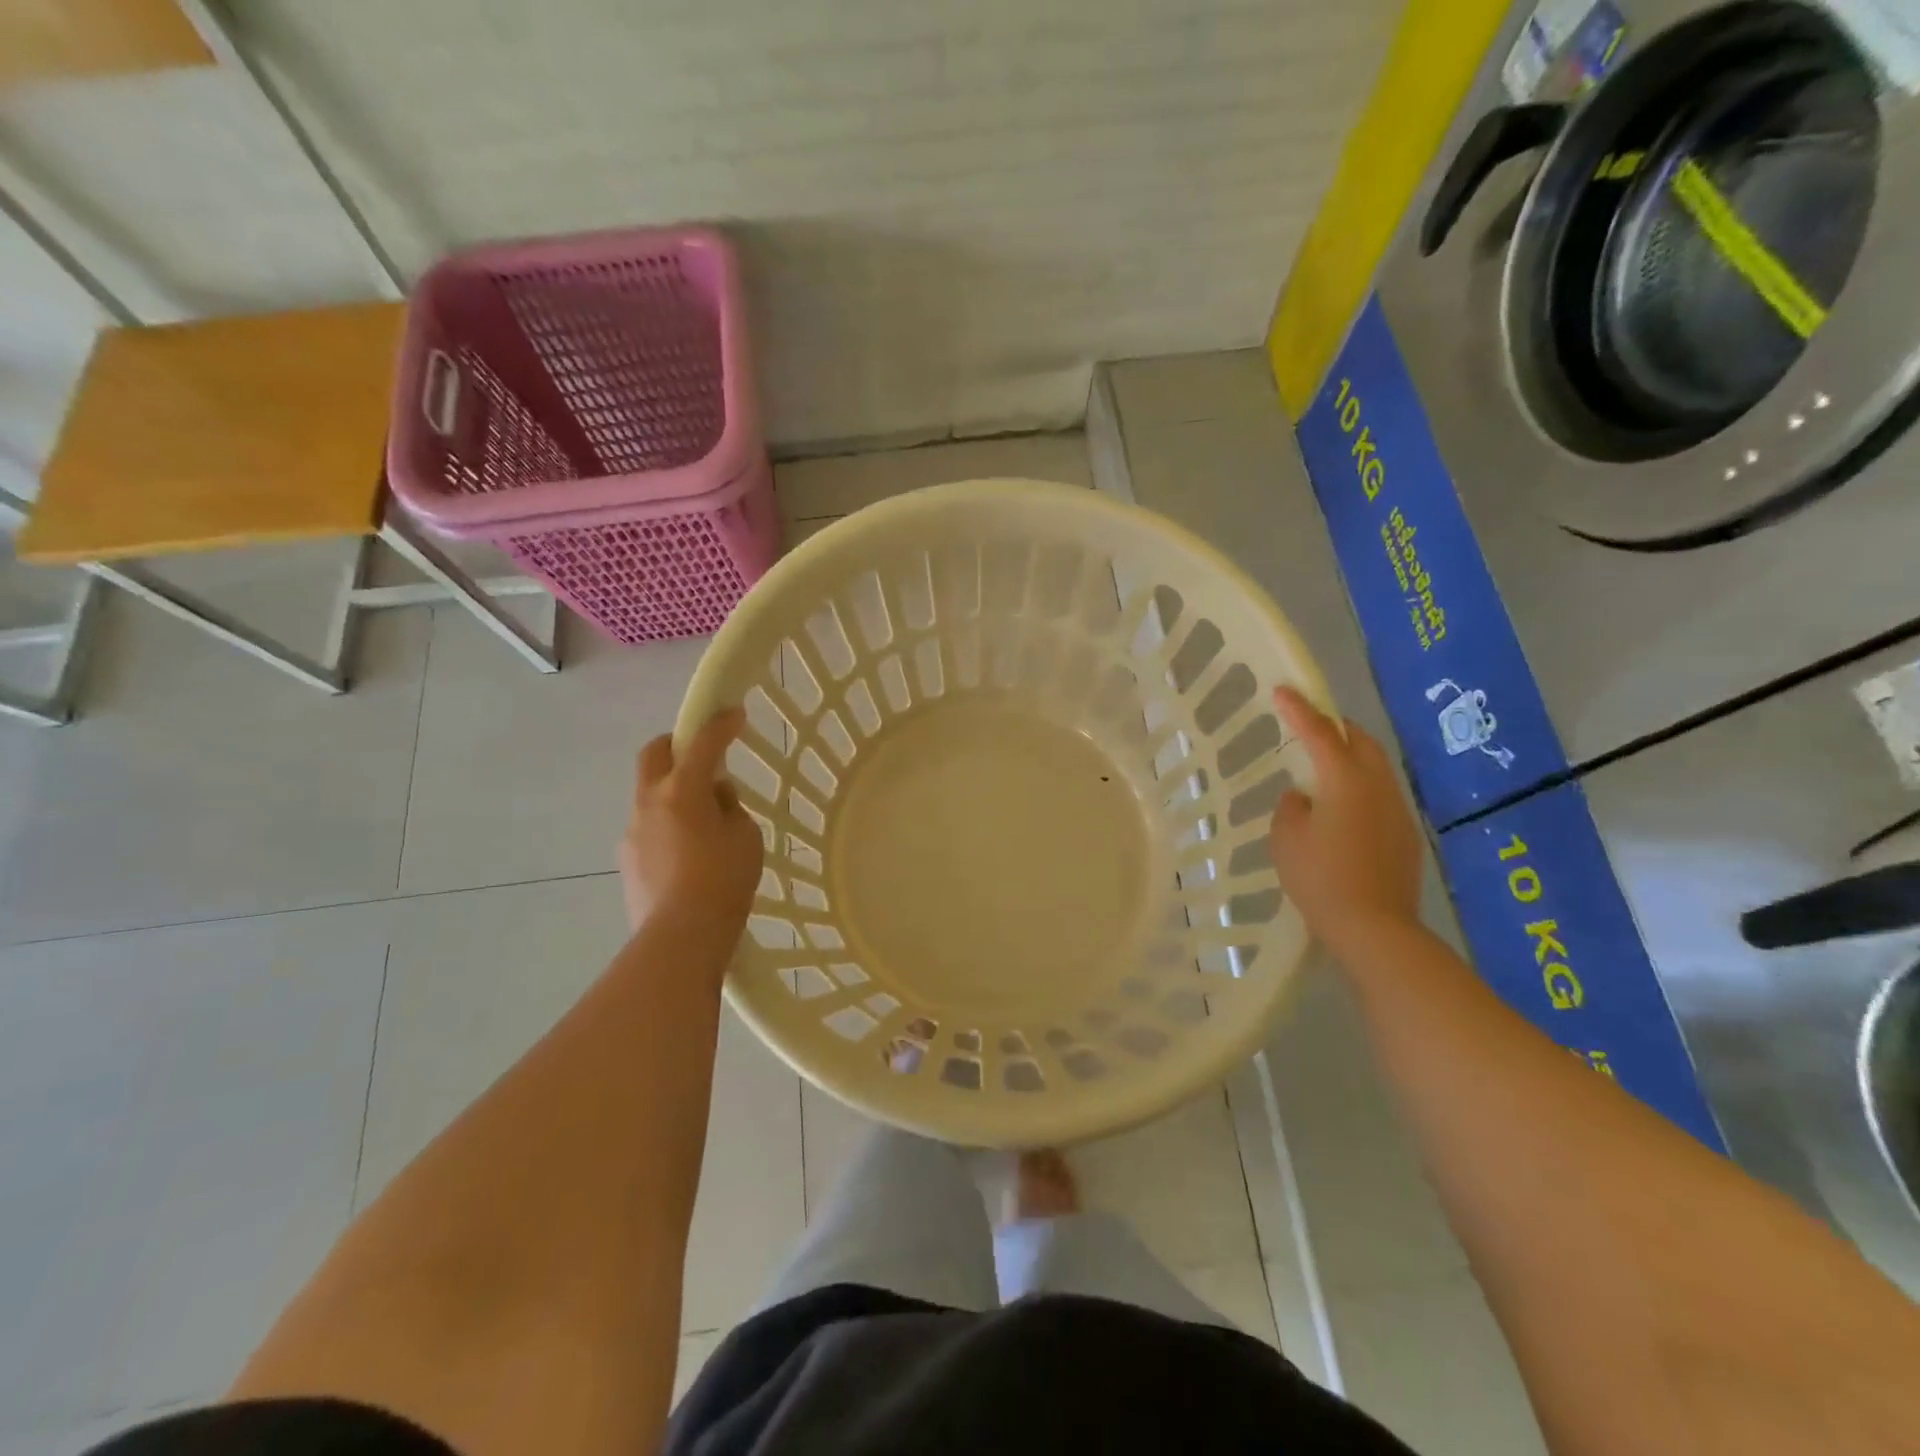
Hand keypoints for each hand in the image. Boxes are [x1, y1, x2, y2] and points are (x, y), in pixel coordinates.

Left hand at [620, 708, 765, 938]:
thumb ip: (730, 809)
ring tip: (705, 822)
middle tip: (703, 756)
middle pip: (655, 755)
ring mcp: (633, 831)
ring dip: (675, 792)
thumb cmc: (724, 881)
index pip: (703, 743)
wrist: (680, 938)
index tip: (735, 713)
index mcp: (682, 790)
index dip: (720, 724)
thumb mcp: (745, 837)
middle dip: (678, 745)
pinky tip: (689, 854)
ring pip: (651, 794)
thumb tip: (714, 801)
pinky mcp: (628, 860)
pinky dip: (669, 825)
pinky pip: (650, 827)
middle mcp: (650, 802)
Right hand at [1268, 687, 1423, 956]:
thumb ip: (1291, 807)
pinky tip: (1343, 810)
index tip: (1282, 690)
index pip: (1319, 732)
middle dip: (1335, 726)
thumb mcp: (1286, 838)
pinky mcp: (1406, 834)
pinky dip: (1360, 786)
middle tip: (1310, 726)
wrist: (1375, 927)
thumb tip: (1304, 797)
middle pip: (1360, 740)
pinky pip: (1381, 794)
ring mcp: (1397, 809)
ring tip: (1324, 768)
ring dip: (1350, 756)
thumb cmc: (1320, 878)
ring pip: (1375, 766)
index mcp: (1344, 779)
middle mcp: (1377, 785)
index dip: (1299, 709)